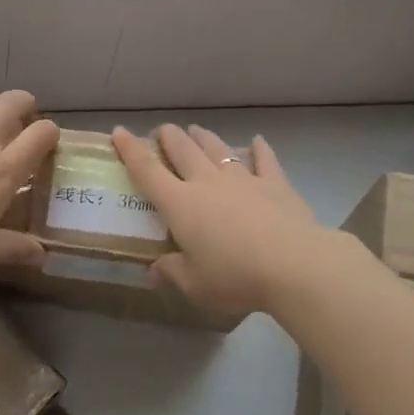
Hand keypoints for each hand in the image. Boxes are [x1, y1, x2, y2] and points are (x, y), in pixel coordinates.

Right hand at [111, 124, 334, 318]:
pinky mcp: (275, 183)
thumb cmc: (235, 276)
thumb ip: (172, 273)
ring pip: (217, 149)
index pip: (147, 170)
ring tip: (196, 129)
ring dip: (204, 137)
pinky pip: (264, 159)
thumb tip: (155, 270)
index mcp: (180, 204)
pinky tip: (257, 141)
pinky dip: (259, 149)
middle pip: (182, 150)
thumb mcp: (195, 284)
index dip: (130, 150)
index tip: (119, 132)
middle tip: (162, 131)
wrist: (293, 264)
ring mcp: (242, 178)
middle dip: (168, 137)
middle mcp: (207, 182)